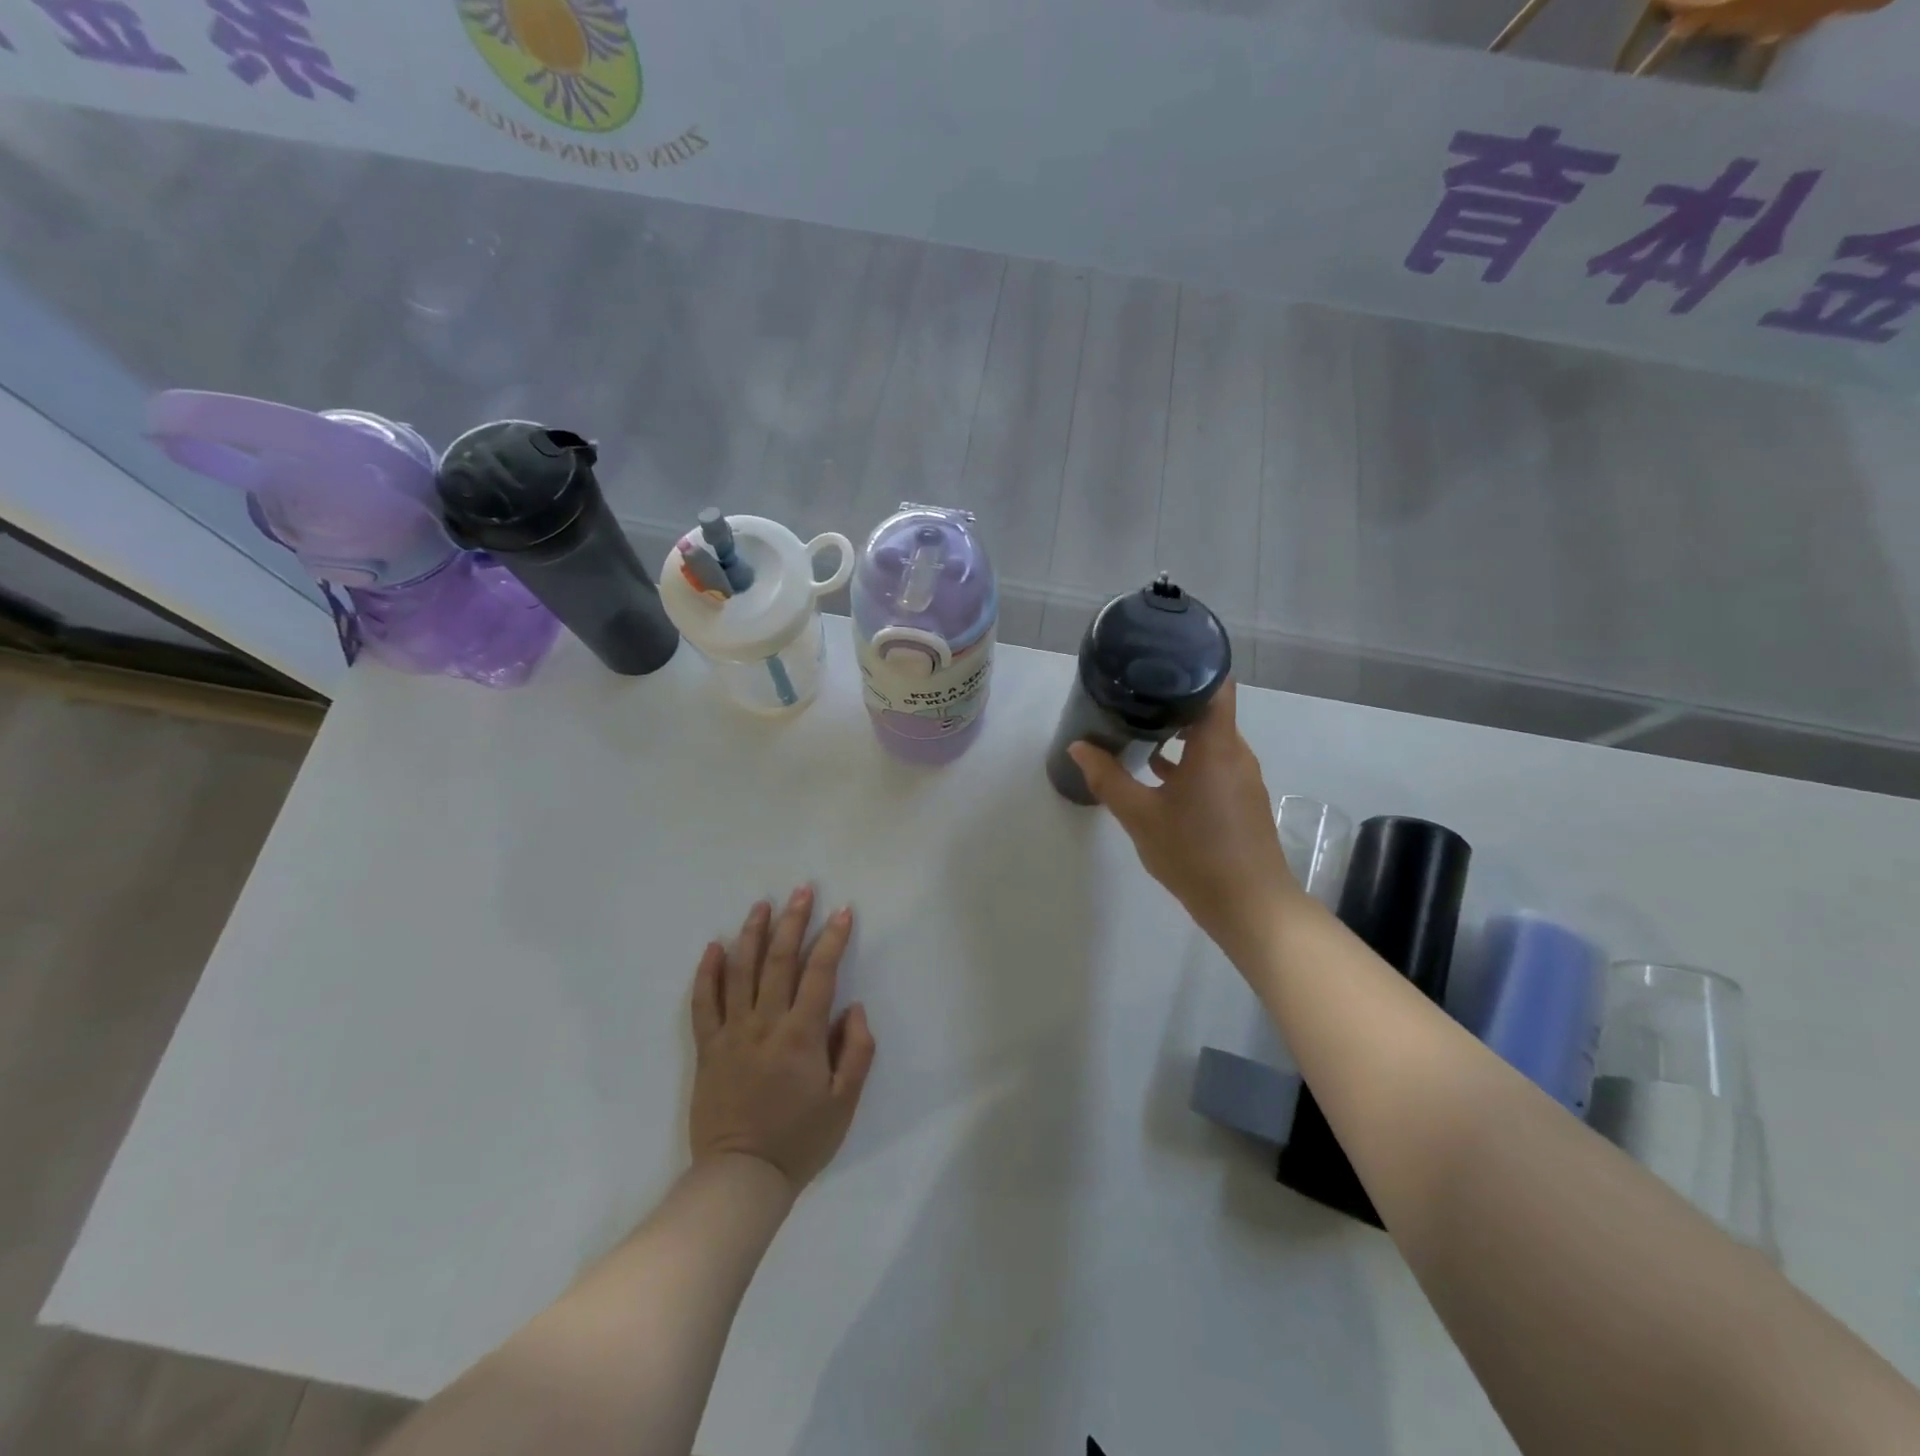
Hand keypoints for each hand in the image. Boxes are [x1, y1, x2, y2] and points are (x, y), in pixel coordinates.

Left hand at [688, 887, 876, 1193]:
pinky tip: (713, 947)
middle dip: (793, 921)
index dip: (832, 939)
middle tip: (802, 890)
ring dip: (752, 934)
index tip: (842, 912)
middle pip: (779, 960)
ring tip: (762, 905)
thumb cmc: (800, 1141)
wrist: (741, 1178)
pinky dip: (707, 973)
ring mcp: (732, 1033)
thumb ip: (856, 1051)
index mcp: (802, 1035)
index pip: (820, 972)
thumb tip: (854, 1007)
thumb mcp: (845, 1103)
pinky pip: (703, 1003)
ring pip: (740, 971)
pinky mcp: (707, 1048)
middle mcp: (766, 1023)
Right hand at [1068, 681, 1301, 960]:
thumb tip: (1078, 746)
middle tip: (1132, 691)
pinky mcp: (1241, 799)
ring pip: (1209, 738)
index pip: (1215, 683)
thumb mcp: (1140, 816)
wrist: (1250, 907)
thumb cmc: (1195, 853)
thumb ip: (1108, 778)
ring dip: (1178, 731)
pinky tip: (1157, 771)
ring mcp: (1241, 777)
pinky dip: (1188, 758)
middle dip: (1172, 698)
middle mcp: (1235, 752)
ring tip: (1137, 726)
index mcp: (1216, 745)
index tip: (1154, 660)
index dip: (1189, 665)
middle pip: (1208, 708)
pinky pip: (1213, 762)